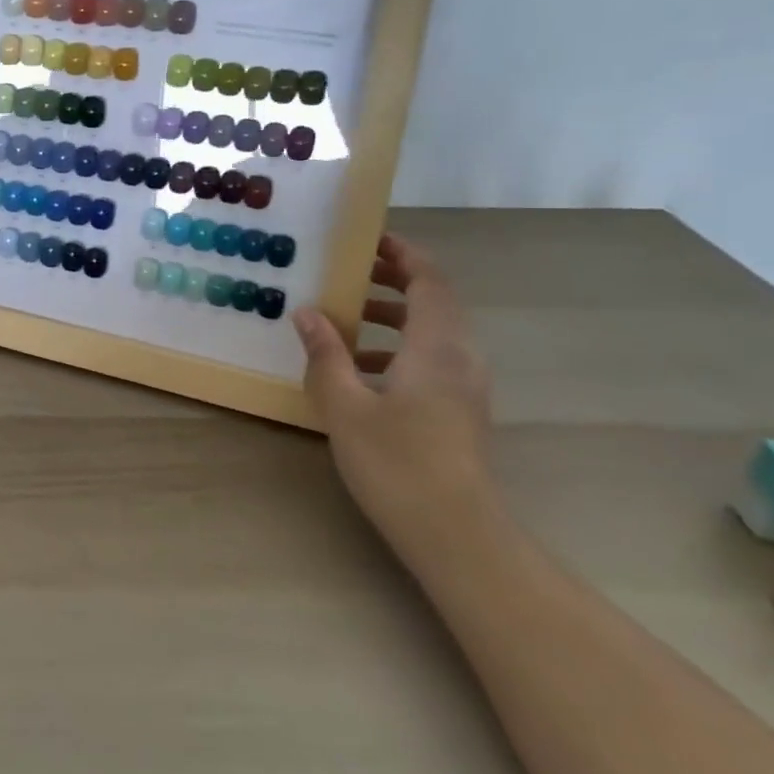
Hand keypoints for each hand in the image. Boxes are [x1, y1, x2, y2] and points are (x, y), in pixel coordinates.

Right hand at [292, 233, 494, 552]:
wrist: (456, 534)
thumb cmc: (398, 463)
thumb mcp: (346, 406)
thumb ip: (326, 354)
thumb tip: (307, 312)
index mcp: (436, 347)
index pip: (428, 281)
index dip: (403, 254)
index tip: (369, 239)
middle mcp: (460, 357)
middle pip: (435, 301)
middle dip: (395, 279)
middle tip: (351, 270)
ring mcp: (466, 386)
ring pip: (434, 331)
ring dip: (394, 315)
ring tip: (348, 317)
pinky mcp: (462, 409)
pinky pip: (434, 358)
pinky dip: (401, 346)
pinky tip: (363, 369)